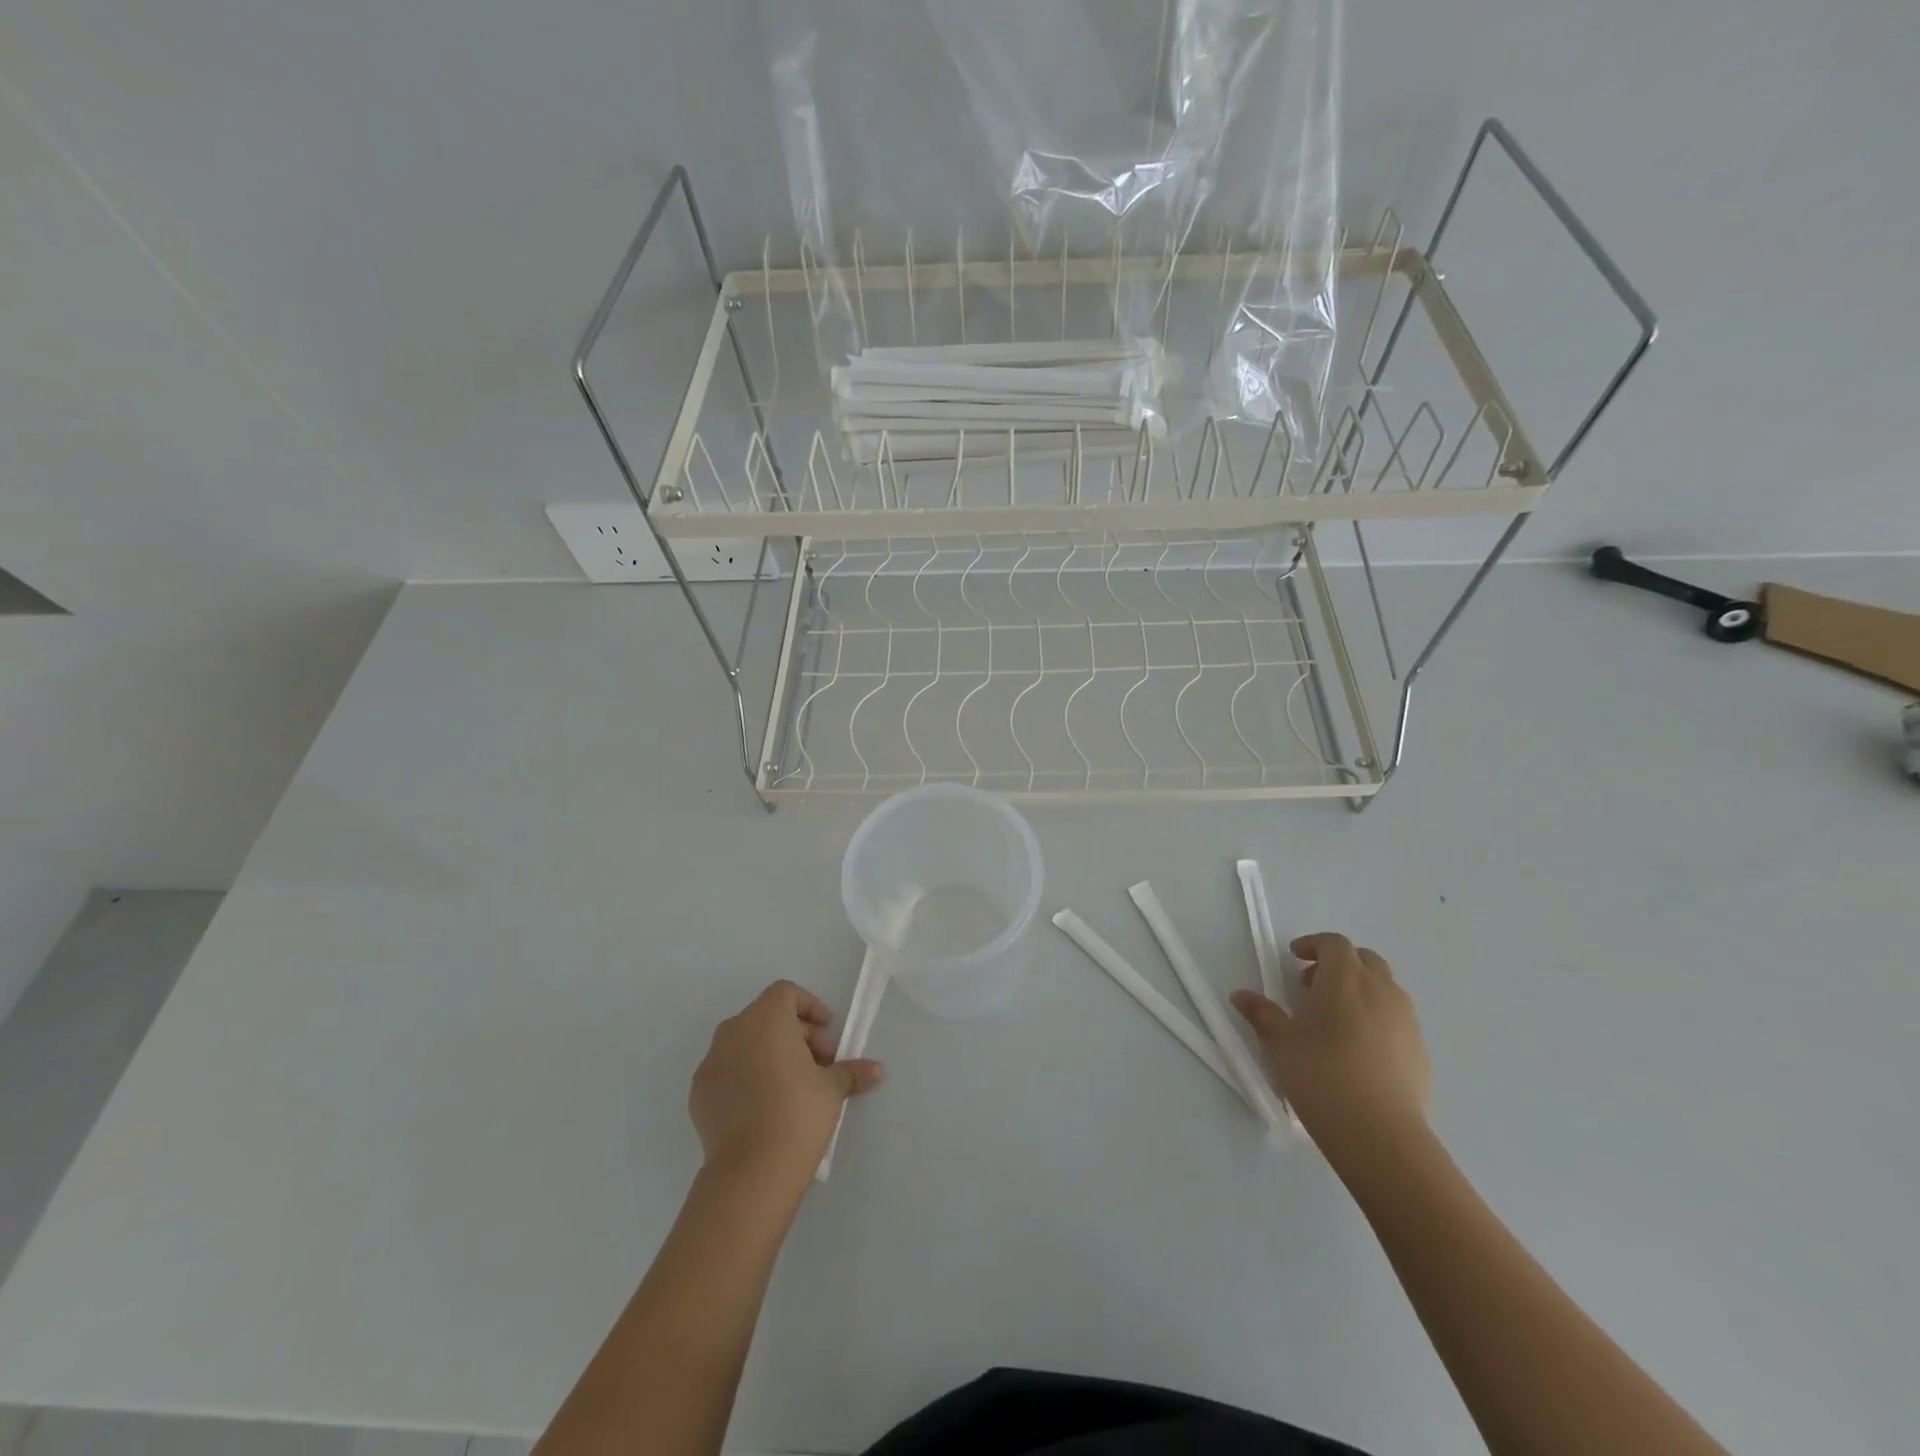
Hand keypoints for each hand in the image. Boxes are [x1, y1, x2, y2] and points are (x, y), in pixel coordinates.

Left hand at [689, 981, 883, 1192]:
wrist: (750, 1171)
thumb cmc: (798, 1113)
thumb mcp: (832, 1089)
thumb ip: (851, 1072)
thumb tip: (877, 1070)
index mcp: (765, 1018)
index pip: (786, 993)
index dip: (810, 1007)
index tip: (828, 1031)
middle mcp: (733, 1031)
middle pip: (766, 1017)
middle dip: (795, 1034)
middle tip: (819, 1064)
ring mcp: (711, 1062)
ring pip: (745, 1044)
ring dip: (769, 1054)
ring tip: (792, 1086)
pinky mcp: (698, 1094)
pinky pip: (727, 1072)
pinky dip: (746, 1078)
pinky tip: (764, 1107)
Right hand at [1231, 933, 1429, 1173]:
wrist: (1382, 1135)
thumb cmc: (1322, 1077)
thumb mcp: (1281, 1044)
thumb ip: (1262, 1014)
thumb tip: (1241, 995)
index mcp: (1345, 979)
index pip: (1334, 944)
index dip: (1313, 945)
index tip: (1294, 958)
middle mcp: (1381, 990)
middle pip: (1364, 959)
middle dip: (1338, 964)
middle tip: (1312, 986)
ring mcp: (1406, 1020)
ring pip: (1384, 988)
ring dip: (1360, 989)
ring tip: (1335, 1019)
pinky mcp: (1421, 1050)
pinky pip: (1397, 1018)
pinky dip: (1377, 1017)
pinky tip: (1358, 1049)